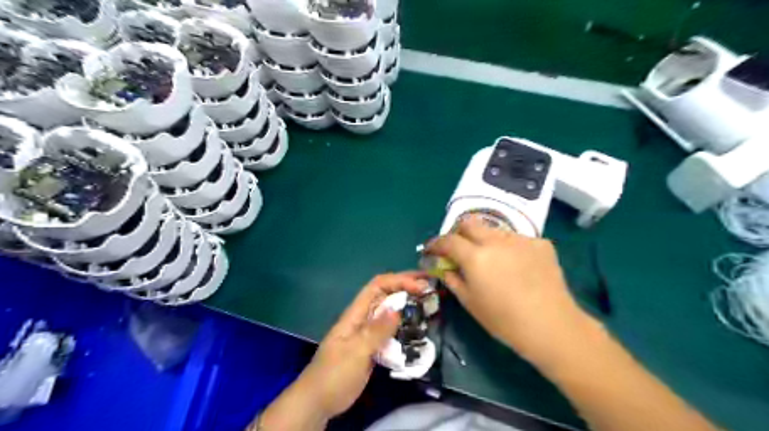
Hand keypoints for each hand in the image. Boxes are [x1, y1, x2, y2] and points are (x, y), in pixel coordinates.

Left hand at [303, 272, 430, 417]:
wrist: (318, 401)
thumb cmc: (334, 374)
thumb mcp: (356, 352)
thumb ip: (376, 331)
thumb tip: (397, 309)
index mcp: (356, 314)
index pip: (378, 286)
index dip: (399, 280)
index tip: (420, 286)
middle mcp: (363, 318)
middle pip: (386, 295)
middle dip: (406, 286)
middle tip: (430, 287)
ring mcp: (368, 333)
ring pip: (390, 312)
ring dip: (407, 304)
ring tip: (428, 304)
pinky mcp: (372, 347)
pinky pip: (391, 331)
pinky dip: (404, 325)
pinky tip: (417, 328)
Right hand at [426, 217, 589, 364]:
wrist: (551, 326)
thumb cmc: (504, 320)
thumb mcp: (470, 303)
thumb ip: (453, 280)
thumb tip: (445, 268)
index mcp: (475, 256)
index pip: (448, 240)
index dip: (436, 244)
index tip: (432, 250)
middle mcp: (496, 240)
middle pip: (470, 223)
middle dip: (459, 233)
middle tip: (460, 249)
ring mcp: (520, 239)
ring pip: (494, 230)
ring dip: (486, 240)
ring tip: (493, 260)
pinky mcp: (540, 243)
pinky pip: (517, 239)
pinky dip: (510, 249)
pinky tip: (518, 266)